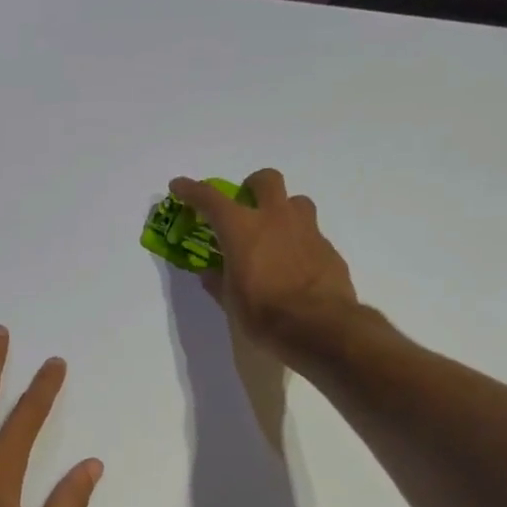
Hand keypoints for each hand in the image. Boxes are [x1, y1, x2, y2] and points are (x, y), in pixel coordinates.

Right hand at [169, 168, 361, 359]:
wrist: (320, 326)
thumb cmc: (264, 313)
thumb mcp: (231, 302)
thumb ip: (219, 281)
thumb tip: (210, 273)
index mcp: (242, 229)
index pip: (210, 199)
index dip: (191, 190)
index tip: (179, 186)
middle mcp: (275, 219)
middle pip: (266, 179)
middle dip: (252, 186)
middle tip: (245, 205)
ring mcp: (306, 230)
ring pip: (296, 201)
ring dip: (283, 210)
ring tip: (275, 235)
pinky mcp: (328, 248)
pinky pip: (311, 233)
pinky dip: (299, 242)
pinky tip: (295, 265)